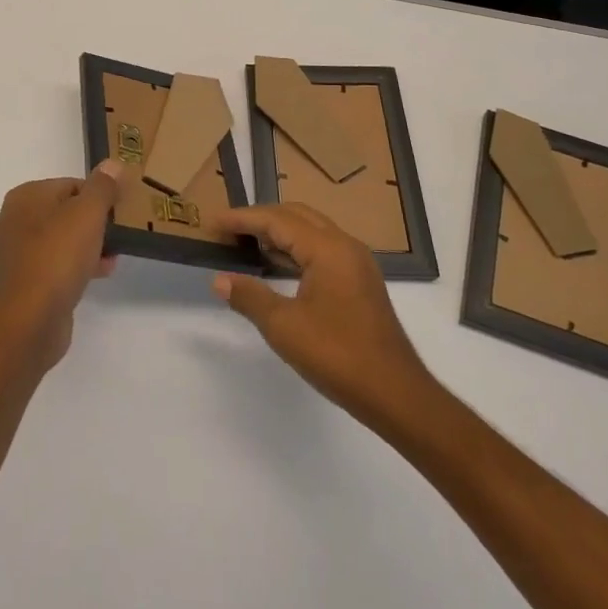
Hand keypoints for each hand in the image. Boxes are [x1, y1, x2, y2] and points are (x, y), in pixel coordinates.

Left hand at [0, 162, 122, 368]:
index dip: (97, 195)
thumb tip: (112, 164)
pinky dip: (76, 265)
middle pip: (64, 211)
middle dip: (93, 222)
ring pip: (60, 239)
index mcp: (24, 197)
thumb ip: (102, 187)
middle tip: (117, 232)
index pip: (70, 184)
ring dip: (88, 245)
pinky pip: (55, 264)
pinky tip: (101, 273)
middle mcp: (13, 220)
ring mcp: (15, 254)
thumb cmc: (58, 256)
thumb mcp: (88, 213)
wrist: (31, 319)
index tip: (118, 210)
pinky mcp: (23, 282)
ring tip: (113, 255)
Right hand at [210, 204, 434, 426]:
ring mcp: (355, 263)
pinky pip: (321, 249)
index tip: (212, 221)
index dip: (241, 219)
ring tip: (245, 243)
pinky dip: (294, 249)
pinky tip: (276, 266)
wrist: (395, 393)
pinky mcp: (359, 281)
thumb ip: (250, 297)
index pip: (276, 220)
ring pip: (310, 231)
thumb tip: (220, 280)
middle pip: (295, 215)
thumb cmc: (337, 355)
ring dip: (278, 233)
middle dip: (260, 218)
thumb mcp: (284, 327)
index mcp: (327, 248)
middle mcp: (344, 245)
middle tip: (228, 229)